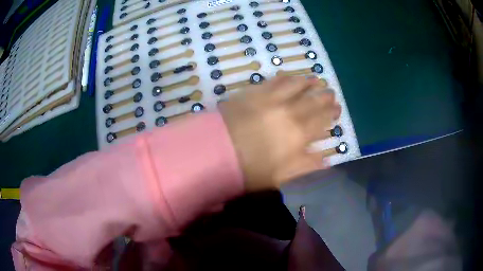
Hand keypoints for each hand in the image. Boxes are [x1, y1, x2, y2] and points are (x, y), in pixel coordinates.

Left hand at [219, 76, 340, 191]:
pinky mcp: (253, 92)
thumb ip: (306, 166)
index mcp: (297, 135)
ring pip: (295, 86)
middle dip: (324, 96)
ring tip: (315, 79)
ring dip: (307, 82)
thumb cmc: (248, 169)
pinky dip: (284, 77)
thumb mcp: (280, 176)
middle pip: (312, 101)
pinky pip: (273, 81)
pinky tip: (288, 75)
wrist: (215, 151)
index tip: (337, 108)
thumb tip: (326, 161)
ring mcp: (270, 99)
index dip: (331, 113)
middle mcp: (288, 112)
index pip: (321, 120)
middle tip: (330, 91)